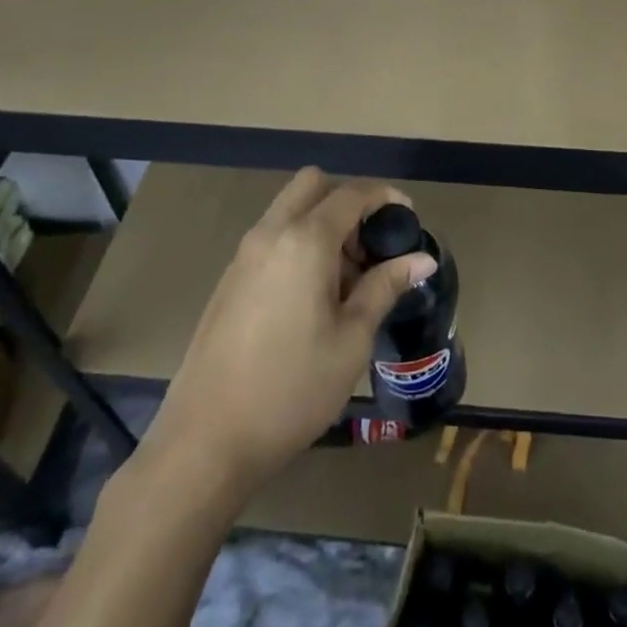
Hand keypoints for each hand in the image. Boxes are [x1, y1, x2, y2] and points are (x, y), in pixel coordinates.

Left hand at [137, 168, 436, 500]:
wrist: (204, 443)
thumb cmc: (291, 390)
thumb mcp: (352, 339)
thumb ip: (385, 286)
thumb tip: (423, 258)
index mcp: (305, 240)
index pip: (353, 193)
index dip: (386, 197)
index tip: (408, 218)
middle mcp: (271, 233)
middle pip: (314, 184)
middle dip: (348, 200)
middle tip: (369, 244)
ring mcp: (244, 254)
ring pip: (290, 208)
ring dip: (322, 221)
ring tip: (345, 278)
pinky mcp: (229, 279)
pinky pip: (272, 236)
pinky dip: (299, 242)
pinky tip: (311, 296)